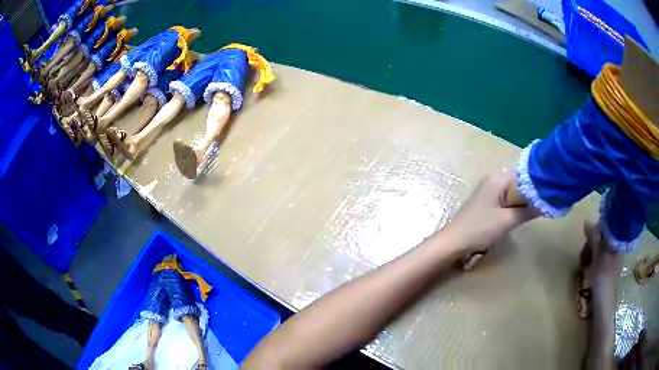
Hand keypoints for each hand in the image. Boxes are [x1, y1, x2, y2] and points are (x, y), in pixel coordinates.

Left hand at [443, 172, 537, 253]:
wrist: (454, 241)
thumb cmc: (481, 228)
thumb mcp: (508, 221)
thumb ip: (528, 211)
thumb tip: (545, 203)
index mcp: (497, 178)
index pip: (524, 176)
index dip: (536, 185)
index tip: (548, 194)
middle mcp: (493, 179)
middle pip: (518, 183)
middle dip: (530, 195)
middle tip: (543, 204)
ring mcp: (488, 190)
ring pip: (512, 192)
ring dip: (522, 201)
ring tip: (535, 210)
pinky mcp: (485, 201)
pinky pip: (505, 199)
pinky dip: (513, 206)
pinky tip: (520, 214)